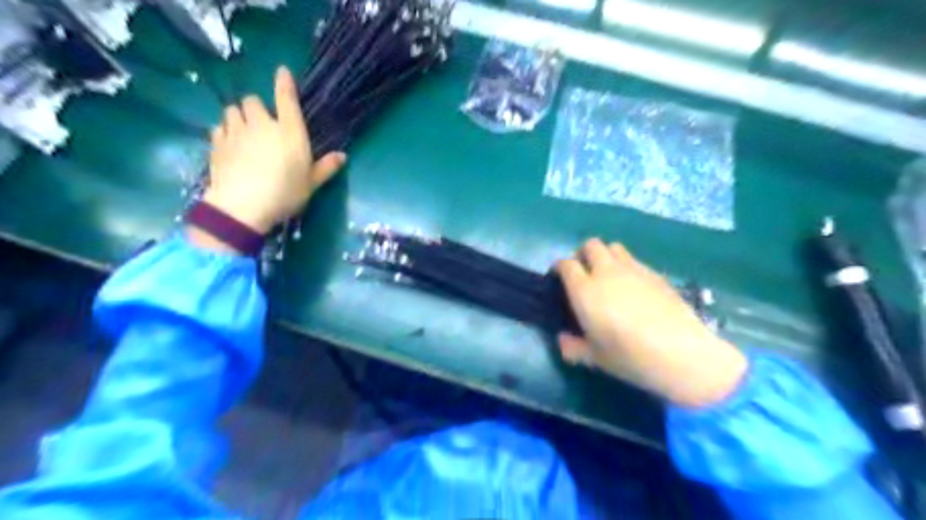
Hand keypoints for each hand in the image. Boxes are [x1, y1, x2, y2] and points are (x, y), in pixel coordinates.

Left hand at [203, 67, 346, 234]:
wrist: (243, 206)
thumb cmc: (285, 193)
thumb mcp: (311, 184)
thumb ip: (326, 167)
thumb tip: (343, 156)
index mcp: (289, 132)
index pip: (286, 98)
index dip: (284, 83)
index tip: (282, 71)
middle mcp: (262, 124)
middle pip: (252, 100)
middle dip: (257, 108)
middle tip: (262, 123)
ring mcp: (236, 132)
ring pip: (232, 110)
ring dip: (239, 117)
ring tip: (244, 131)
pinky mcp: (217, 143)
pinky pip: (219, 127)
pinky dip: (225, 131)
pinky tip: (230, 144)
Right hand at [556, 240, 742, 410]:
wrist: (680, 352)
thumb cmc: (629, 356)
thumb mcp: (594, 358)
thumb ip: (573, 348)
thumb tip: (563, 340)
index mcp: (585, 290)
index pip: (566, 264)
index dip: (560, 268)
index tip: (559, 278)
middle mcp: (606, 272)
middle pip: (590, 245)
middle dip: (583, 254)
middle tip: (584, 273)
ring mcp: (633, 269)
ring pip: (613, 247)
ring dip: (606, 255)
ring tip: (608, 276)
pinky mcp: (655, 273)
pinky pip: (634, 260)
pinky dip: (627, 266)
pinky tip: (634, 287)